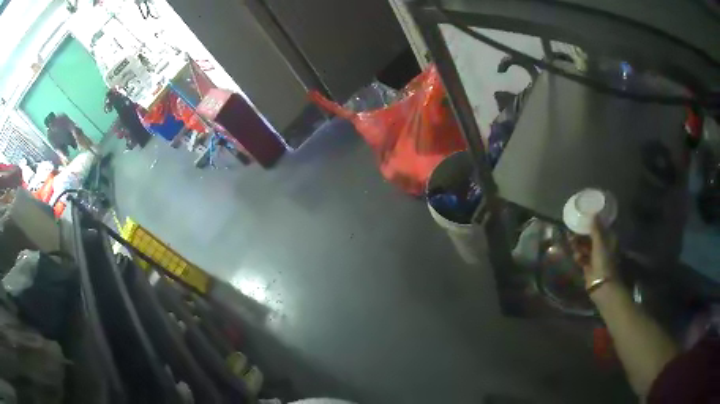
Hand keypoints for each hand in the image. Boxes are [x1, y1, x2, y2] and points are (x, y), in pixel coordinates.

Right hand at [571, 217, 616, 288]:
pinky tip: (576, 258)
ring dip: (578, 246)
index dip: (591, 224)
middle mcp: (603, 247)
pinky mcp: (589, 267)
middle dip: (581, 236)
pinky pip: (582, 258)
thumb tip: (593, 213)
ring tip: (571, 243)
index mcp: (609, 240)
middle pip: (591, 238)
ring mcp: (596, 258)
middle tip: (571, 233)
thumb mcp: (599, 242)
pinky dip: (579, 257)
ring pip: (585, 248)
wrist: (601, 285)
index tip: (582, 220)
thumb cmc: (603, 261)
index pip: (600, 228)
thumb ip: (596, 229)